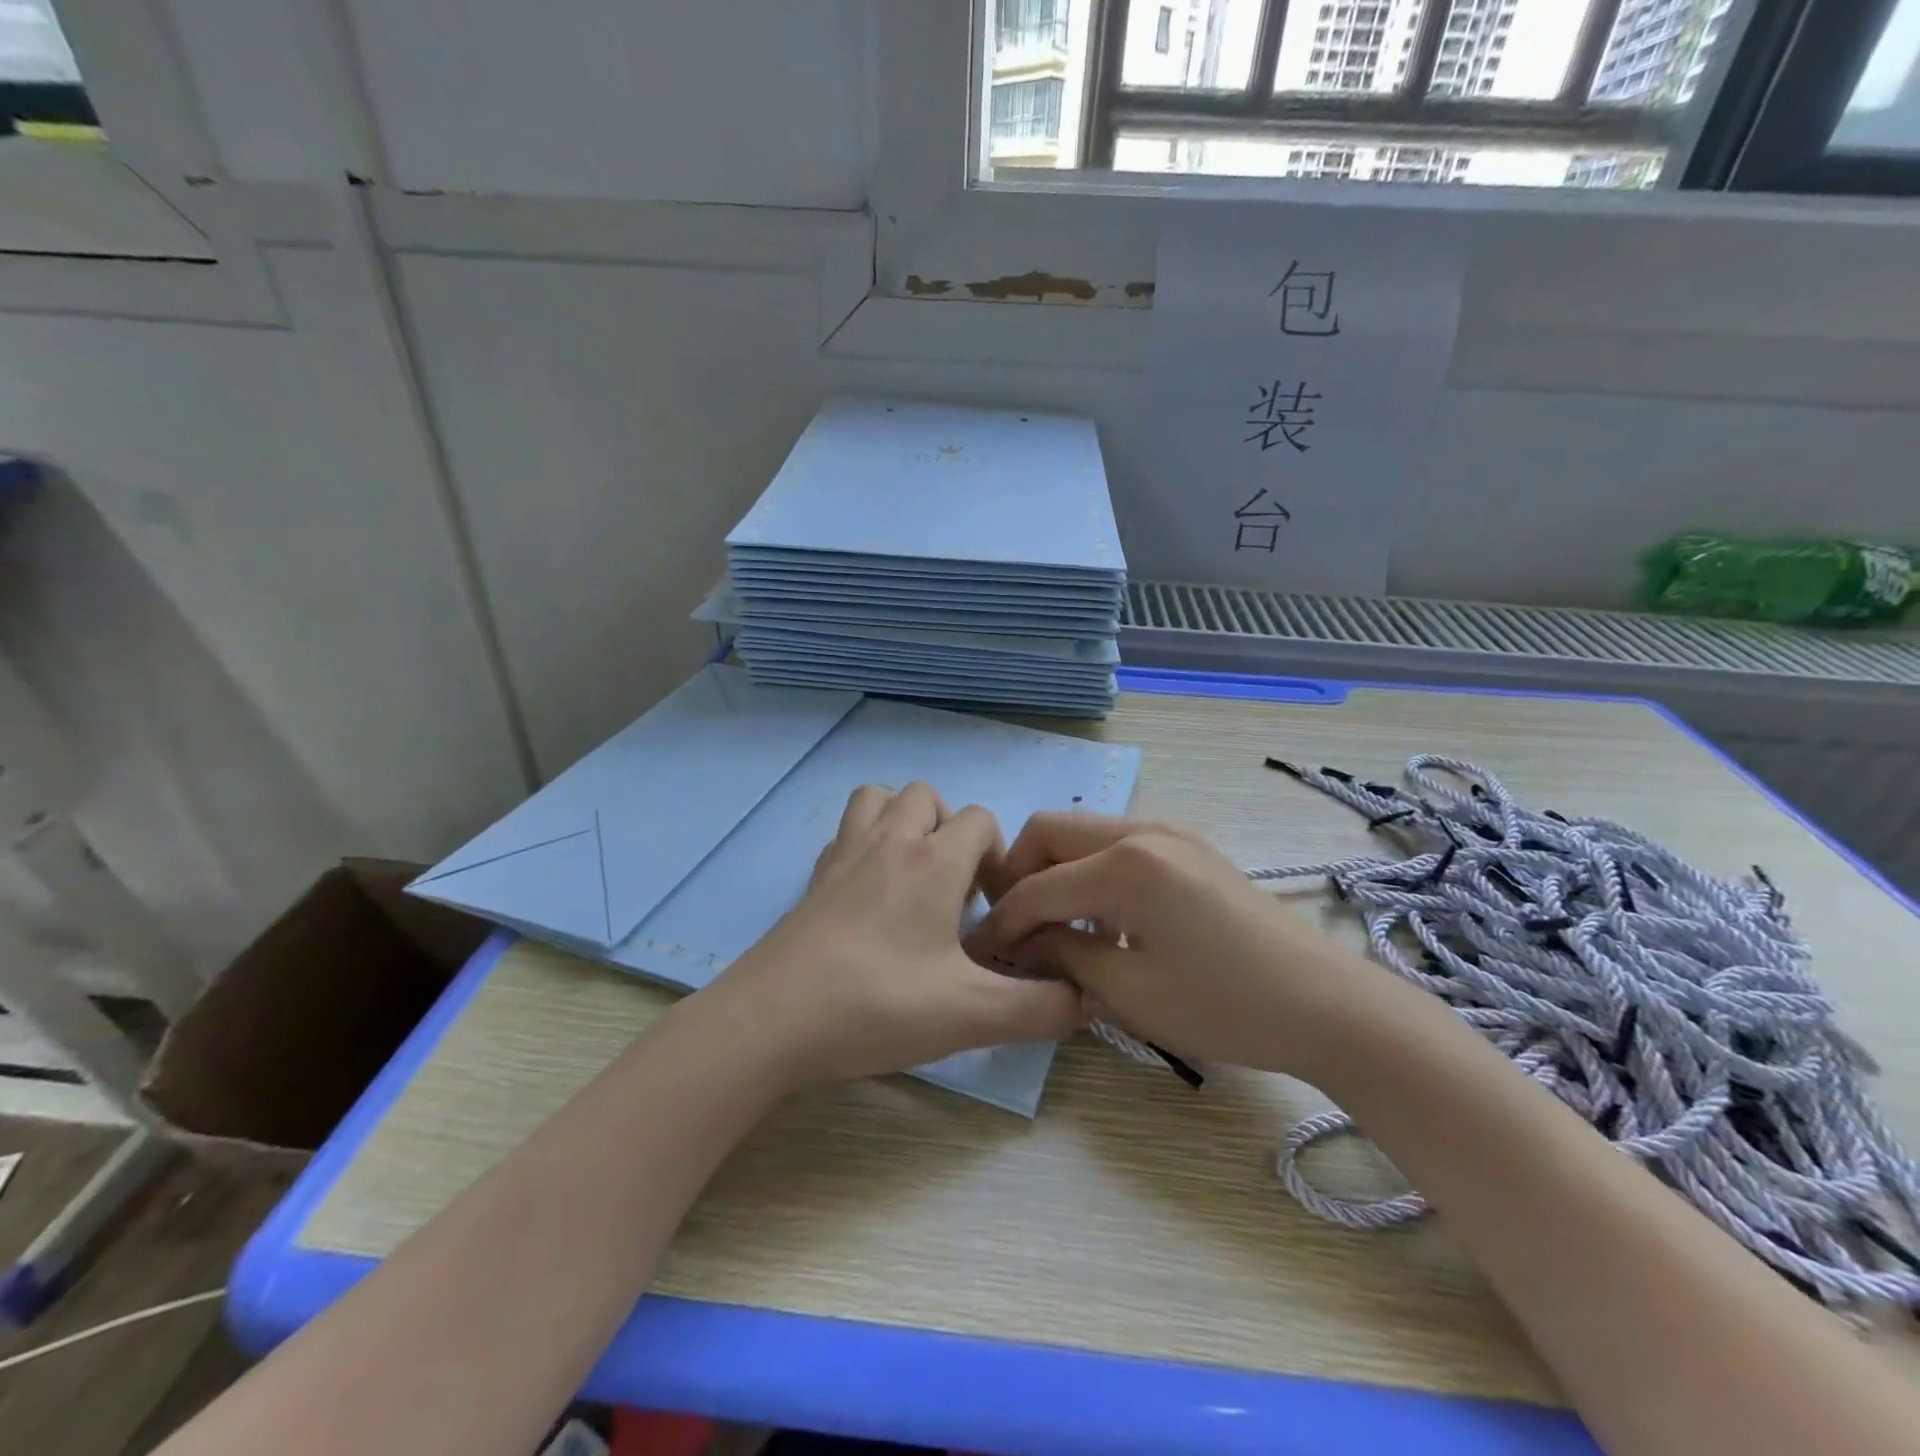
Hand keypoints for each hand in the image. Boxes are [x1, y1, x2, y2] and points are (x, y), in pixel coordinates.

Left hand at [701, 783, 1084, 1090]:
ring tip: (914, 877)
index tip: (993, 911)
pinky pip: (845, 833)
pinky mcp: (813, 878)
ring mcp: (843, 855)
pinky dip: (865, 843)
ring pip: (878, 798)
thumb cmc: (878, 1005)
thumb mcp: (971, 1015)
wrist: (771, 1021)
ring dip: (903, 822)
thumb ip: (1041, 1009)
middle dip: (951, 830)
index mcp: (932, 862)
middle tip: (954, 892)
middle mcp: (888, 842)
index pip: (980, 819)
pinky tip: (870, 894)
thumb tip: (1089, 1001)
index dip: (998, 857)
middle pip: (926, 796)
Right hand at [977, 813, 1380, 1074]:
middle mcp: (1143, 830)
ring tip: (1058, 929)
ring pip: (1084, 834)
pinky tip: (1106, 923)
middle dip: (1019, 874)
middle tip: (1013, 926)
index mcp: (1126, 863)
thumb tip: (1020, 944)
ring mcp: (1171, 833)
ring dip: (1057, 872)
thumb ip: (1063, 957)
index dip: (1002, 921)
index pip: (1038, 885)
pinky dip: (1093, 874)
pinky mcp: (1189, 848)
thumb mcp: (1129, 992)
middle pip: (1051, 831)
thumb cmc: (1224, 1007)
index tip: (979, 952)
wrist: (1326, 1006)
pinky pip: (1119, 846)